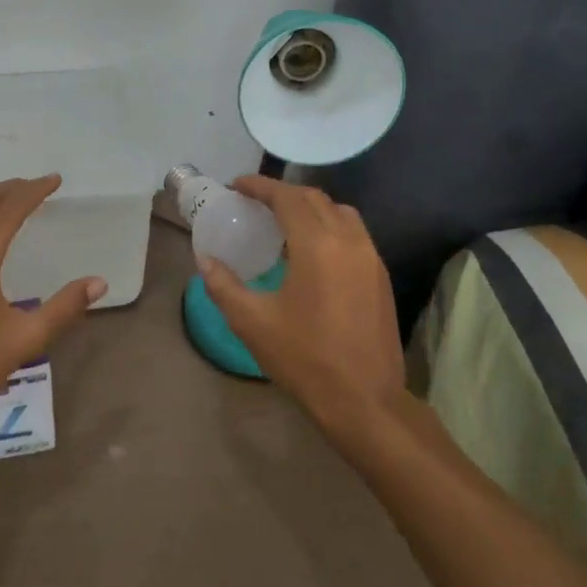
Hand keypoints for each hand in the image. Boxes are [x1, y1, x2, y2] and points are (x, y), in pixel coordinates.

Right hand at [200, 176, 403, 433]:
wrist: (366, 401)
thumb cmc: (305, 359)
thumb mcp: (252, 323)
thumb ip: (224, 285)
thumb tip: (206, 260)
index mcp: (317, 245)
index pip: (287, 197)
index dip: (260, 186)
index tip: (237, 185)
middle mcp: (348, 240)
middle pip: (315, 199)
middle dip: (283, 193)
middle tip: (254, 202)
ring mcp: (370, 257)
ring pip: (339, 213)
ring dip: (309, 208)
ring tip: (282, 222)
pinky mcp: (381, 276)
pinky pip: (354, 233)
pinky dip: (329, 227)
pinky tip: (310, 251)